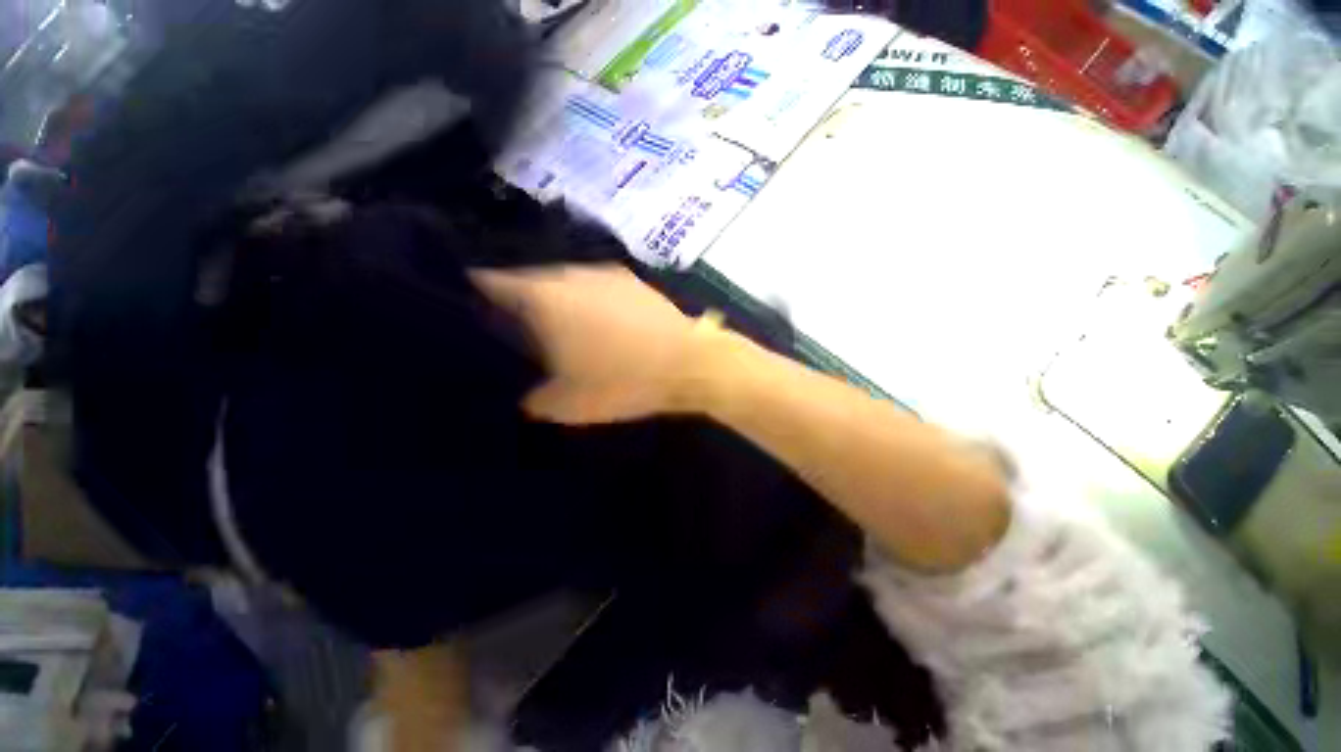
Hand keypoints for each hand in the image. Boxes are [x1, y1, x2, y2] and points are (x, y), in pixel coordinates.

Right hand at [471, 264, 718, 423]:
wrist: (689, 363)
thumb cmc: (625, 381)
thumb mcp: (569, 405)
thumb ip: (535, 399)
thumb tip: (528, 395)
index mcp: (546, 298)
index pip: (493, 282)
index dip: (477, 294)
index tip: (472, 310)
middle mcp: (571, 274)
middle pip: (531, 279)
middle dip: (521, 301)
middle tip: (519, 327)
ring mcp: (606, 273)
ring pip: (566, 281)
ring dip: (558, 299)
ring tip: (561, 325)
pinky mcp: (633, 280)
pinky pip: (596, 286)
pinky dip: (588, 299)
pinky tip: (598, 321)